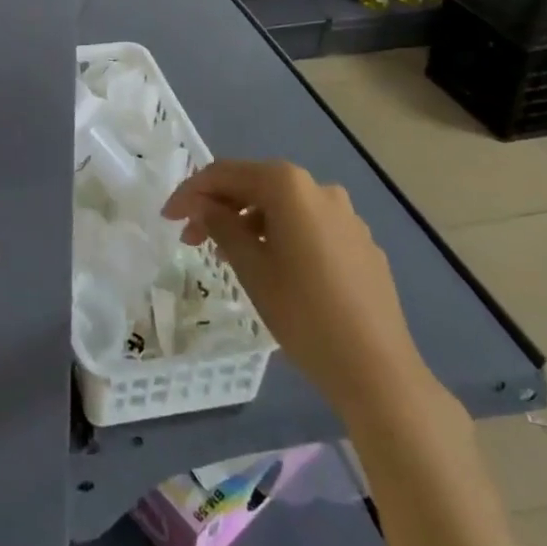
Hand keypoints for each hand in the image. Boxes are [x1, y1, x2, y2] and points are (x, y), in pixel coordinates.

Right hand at [162, 159, 433, 422]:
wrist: (378, 371)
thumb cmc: (303, 313)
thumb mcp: (250, 267)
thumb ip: (220, 225)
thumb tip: (202, 205)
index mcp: (289, 186)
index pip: (226, 174)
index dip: (191, 192)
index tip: (168, 217)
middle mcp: (319, 189)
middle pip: (256, 185)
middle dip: (219, 207)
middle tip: (191, 239)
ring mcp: (346, 216)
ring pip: (283, 207)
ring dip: (249, 221)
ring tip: (228, 255)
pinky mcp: (361, 243)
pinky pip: (310, 227)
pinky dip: (282, 235)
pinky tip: (273, 267)